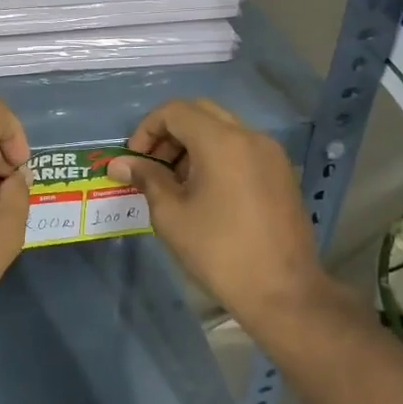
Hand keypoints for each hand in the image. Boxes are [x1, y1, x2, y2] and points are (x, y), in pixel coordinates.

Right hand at [107, 99, 322, 329]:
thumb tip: (119, 163)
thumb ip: (146, 179)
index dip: (147, 129)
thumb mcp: (171, 215)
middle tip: (153, 167)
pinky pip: (241, 148)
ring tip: (176, 183)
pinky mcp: (281, 173)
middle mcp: (250, 136)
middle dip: (170, 133)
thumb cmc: (219, 252)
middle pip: (200, 112)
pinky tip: (205, 192)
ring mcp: (271, 153)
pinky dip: (216, 156)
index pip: (175, 111)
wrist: (283, 292)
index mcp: (222, 141)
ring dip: (192, 144)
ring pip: (222, 129)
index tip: (136, 161)